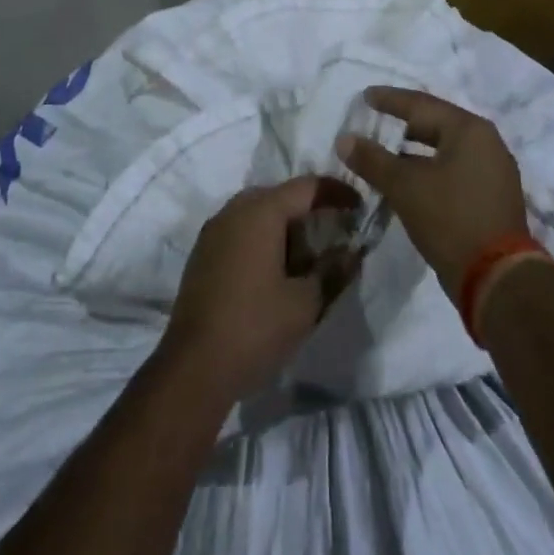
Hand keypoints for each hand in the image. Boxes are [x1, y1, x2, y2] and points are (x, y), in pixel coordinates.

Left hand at [163, 176, 361, 401]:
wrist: (193, 368)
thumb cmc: (255, 328)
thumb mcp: (305, 303)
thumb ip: (332, 271)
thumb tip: (353, 251)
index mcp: (260, 212)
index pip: (306, 186)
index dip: (337, 192)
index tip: (360, 207)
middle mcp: (233, 210)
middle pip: (280, 196)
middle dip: (310, 211)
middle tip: (336, 235)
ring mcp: (213, 231)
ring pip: (258, 213)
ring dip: (286, 228)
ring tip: (308, 259)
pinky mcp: (203, 253)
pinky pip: (241, 231)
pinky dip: (264, 240)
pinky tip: (276, 272)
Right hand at [339, 87, 527, 296]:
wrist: (497, 279)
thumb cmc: (450, 219)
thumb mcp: (404, 186)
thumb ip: (372, 160)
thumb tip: (344, 139)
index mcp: (469, 130)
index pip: (421, 104)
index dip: (390, 100)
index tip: (365, 96)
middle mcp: (486, 143)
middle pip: (436, 124)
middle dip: (403, 124)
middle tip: (374, 120)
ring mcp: (492, 171)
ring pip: (444, 149)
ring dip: (414, 150)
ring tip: (385, 151)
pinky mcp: (491, 197)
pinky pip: (453, 170)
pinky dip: (428, 169)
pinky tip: (407, 180)